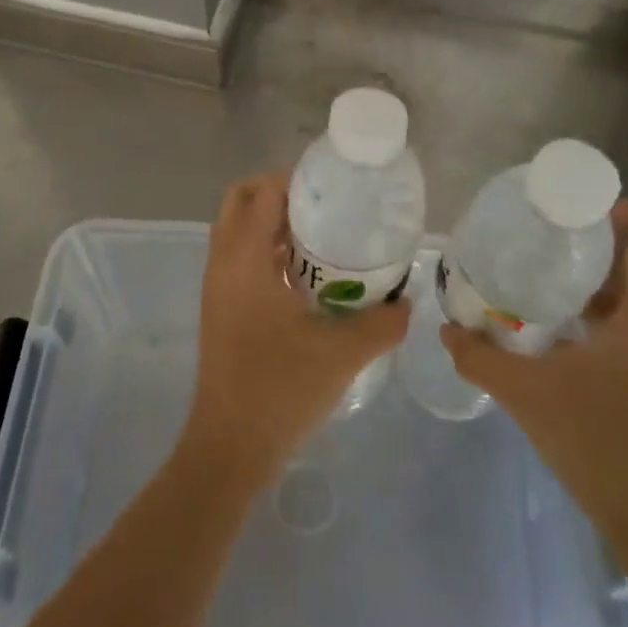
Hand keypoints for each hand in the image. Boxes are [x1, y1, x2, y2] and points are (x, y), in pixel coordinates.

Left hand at [181, 173, 409, 488]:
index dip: (294, 178)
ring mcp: (218, 287)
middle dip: (279, 192)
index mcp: (244, 260)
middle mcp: (224, 263)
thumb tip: (409, 301)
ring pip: (239, 230)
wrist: (231, 448)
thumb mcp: (342, 353)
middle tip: (324, 204)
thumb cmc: (280, 390)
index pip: (262, 192)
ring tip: (323, 232)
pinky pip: (241, 257)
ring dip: (273, 221)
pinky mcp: (221, 308)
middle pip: (242, 201)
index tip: (333, 184)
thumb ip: (382, 322)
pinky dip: (267, 249)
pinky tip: (308, 273)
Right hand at [442, 199, 627, 552]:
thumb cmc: (603, 444)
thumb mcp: (530, 395)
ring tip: (543, 279)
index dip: (619, 209)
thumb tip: (446, 331)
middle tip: (542, 237)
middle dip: (593, 245)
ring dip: (595, 284)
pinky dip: (601, 318)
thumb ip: (482, 358)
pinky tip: (560, 335)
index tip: (572, 205)